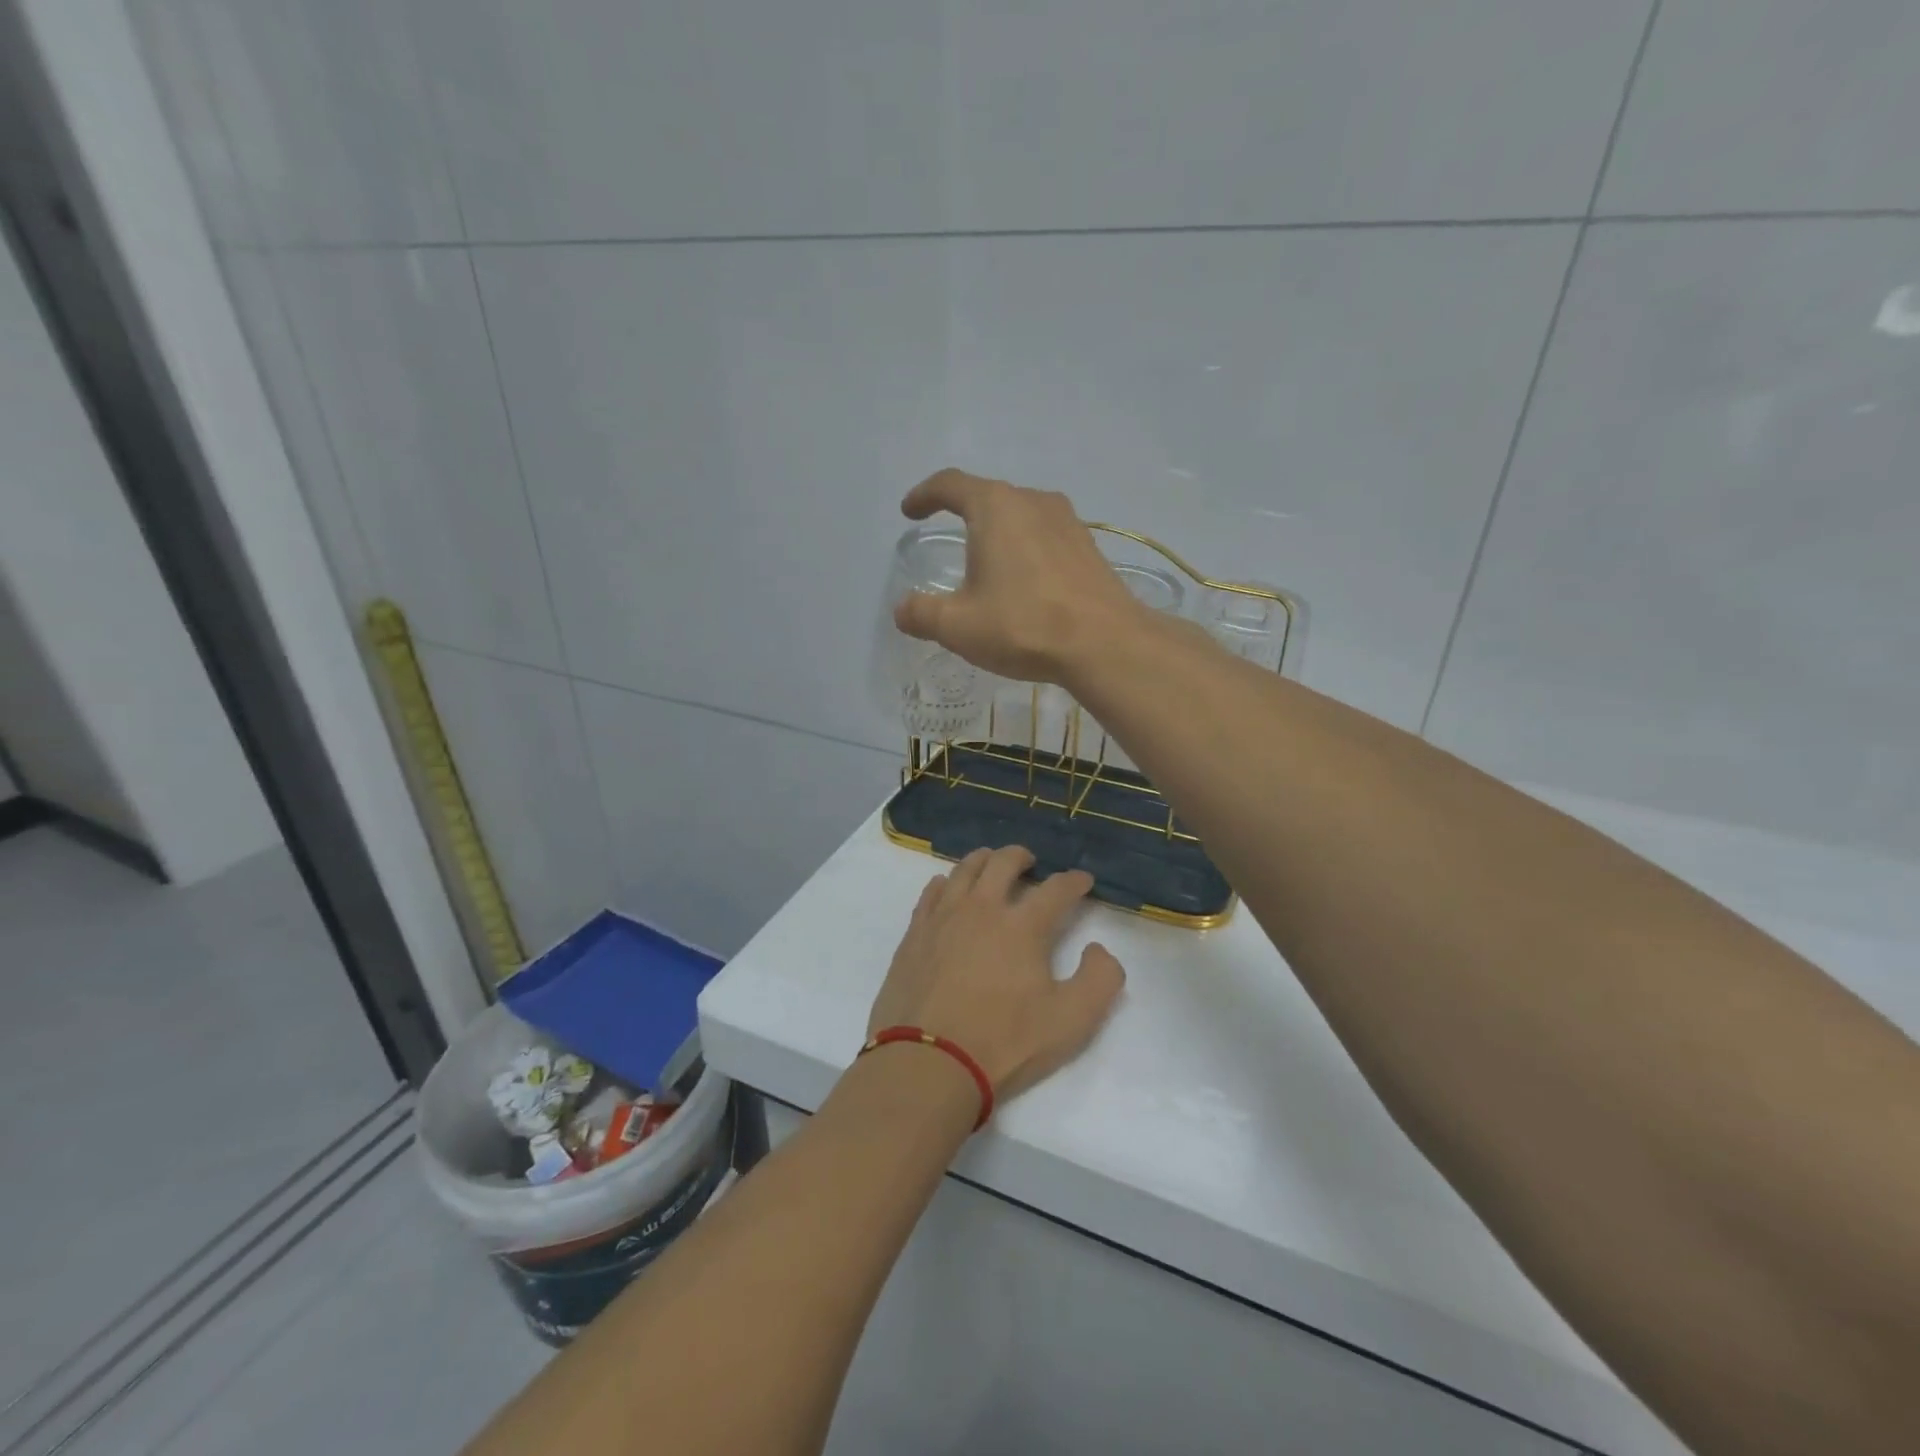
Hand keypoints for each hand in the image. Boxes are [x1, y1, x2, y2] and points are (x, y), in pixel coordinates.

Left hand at [867, 845, 1126, 1101]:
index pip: (1056, 889)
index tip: (1083, 881)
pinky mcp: (915, 933)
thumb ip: (1100, 979)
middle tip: (1031, 863)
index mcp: (1023, 926)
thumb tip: (1098, 948)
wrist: (928, 1063)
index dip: (1074, 881)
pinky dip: (947, 883)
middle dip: (1023, 857)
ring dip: (984, 860)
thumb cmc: (1004, 1043)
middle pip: (1003, 862)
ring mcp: (943, 917)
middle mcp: (982, 908)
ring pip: (964, 869)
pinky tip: (949, 889)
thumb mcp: (1072, 1021)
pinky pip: (932, 892)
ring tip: (991, 865)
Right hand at [894, 469, 1145, 682]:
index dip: (924, 495)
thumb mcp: (958, 626)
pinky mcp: (1089, 547)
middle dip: (963, 512)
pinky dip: (1026, 548)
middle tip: (946, 536)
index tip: (910, 511)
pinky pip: (1046, 536)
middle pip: (989, 496)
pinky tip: (1025, 580)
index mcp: (996, 507)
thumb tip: (902, 610)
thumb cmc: (1024, 625)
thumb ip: (922, 614)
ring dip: (999, 531)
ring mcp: (1068, 522)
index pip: (951, 484)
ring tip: (987, 560)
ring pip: (1021, 515)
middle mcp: (1033, 502)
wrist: (1106, 643)